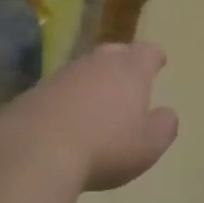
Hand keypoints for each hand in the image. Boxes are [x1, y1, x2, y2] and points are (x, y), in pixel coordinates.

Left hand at [0, 42, 178, 192]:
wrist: (36, 151)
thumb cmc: (105, 147)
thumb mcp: (148, 146)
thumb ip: (164, 126)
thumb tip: (167, 113)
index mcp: (130, 70)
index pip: (148, 51)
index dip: (155, 58)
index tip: (158, 63)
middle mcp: (97, 63)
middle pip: (115, 53)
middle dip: (124, 63)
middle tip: (128, 81)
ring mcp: (63, 74)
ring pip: (85, 69)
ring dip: (93, 82)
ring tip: (97, 104)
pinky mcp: (36, 91)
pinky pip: (60, 89)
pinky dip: (68, 99)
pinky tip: (67, 120)